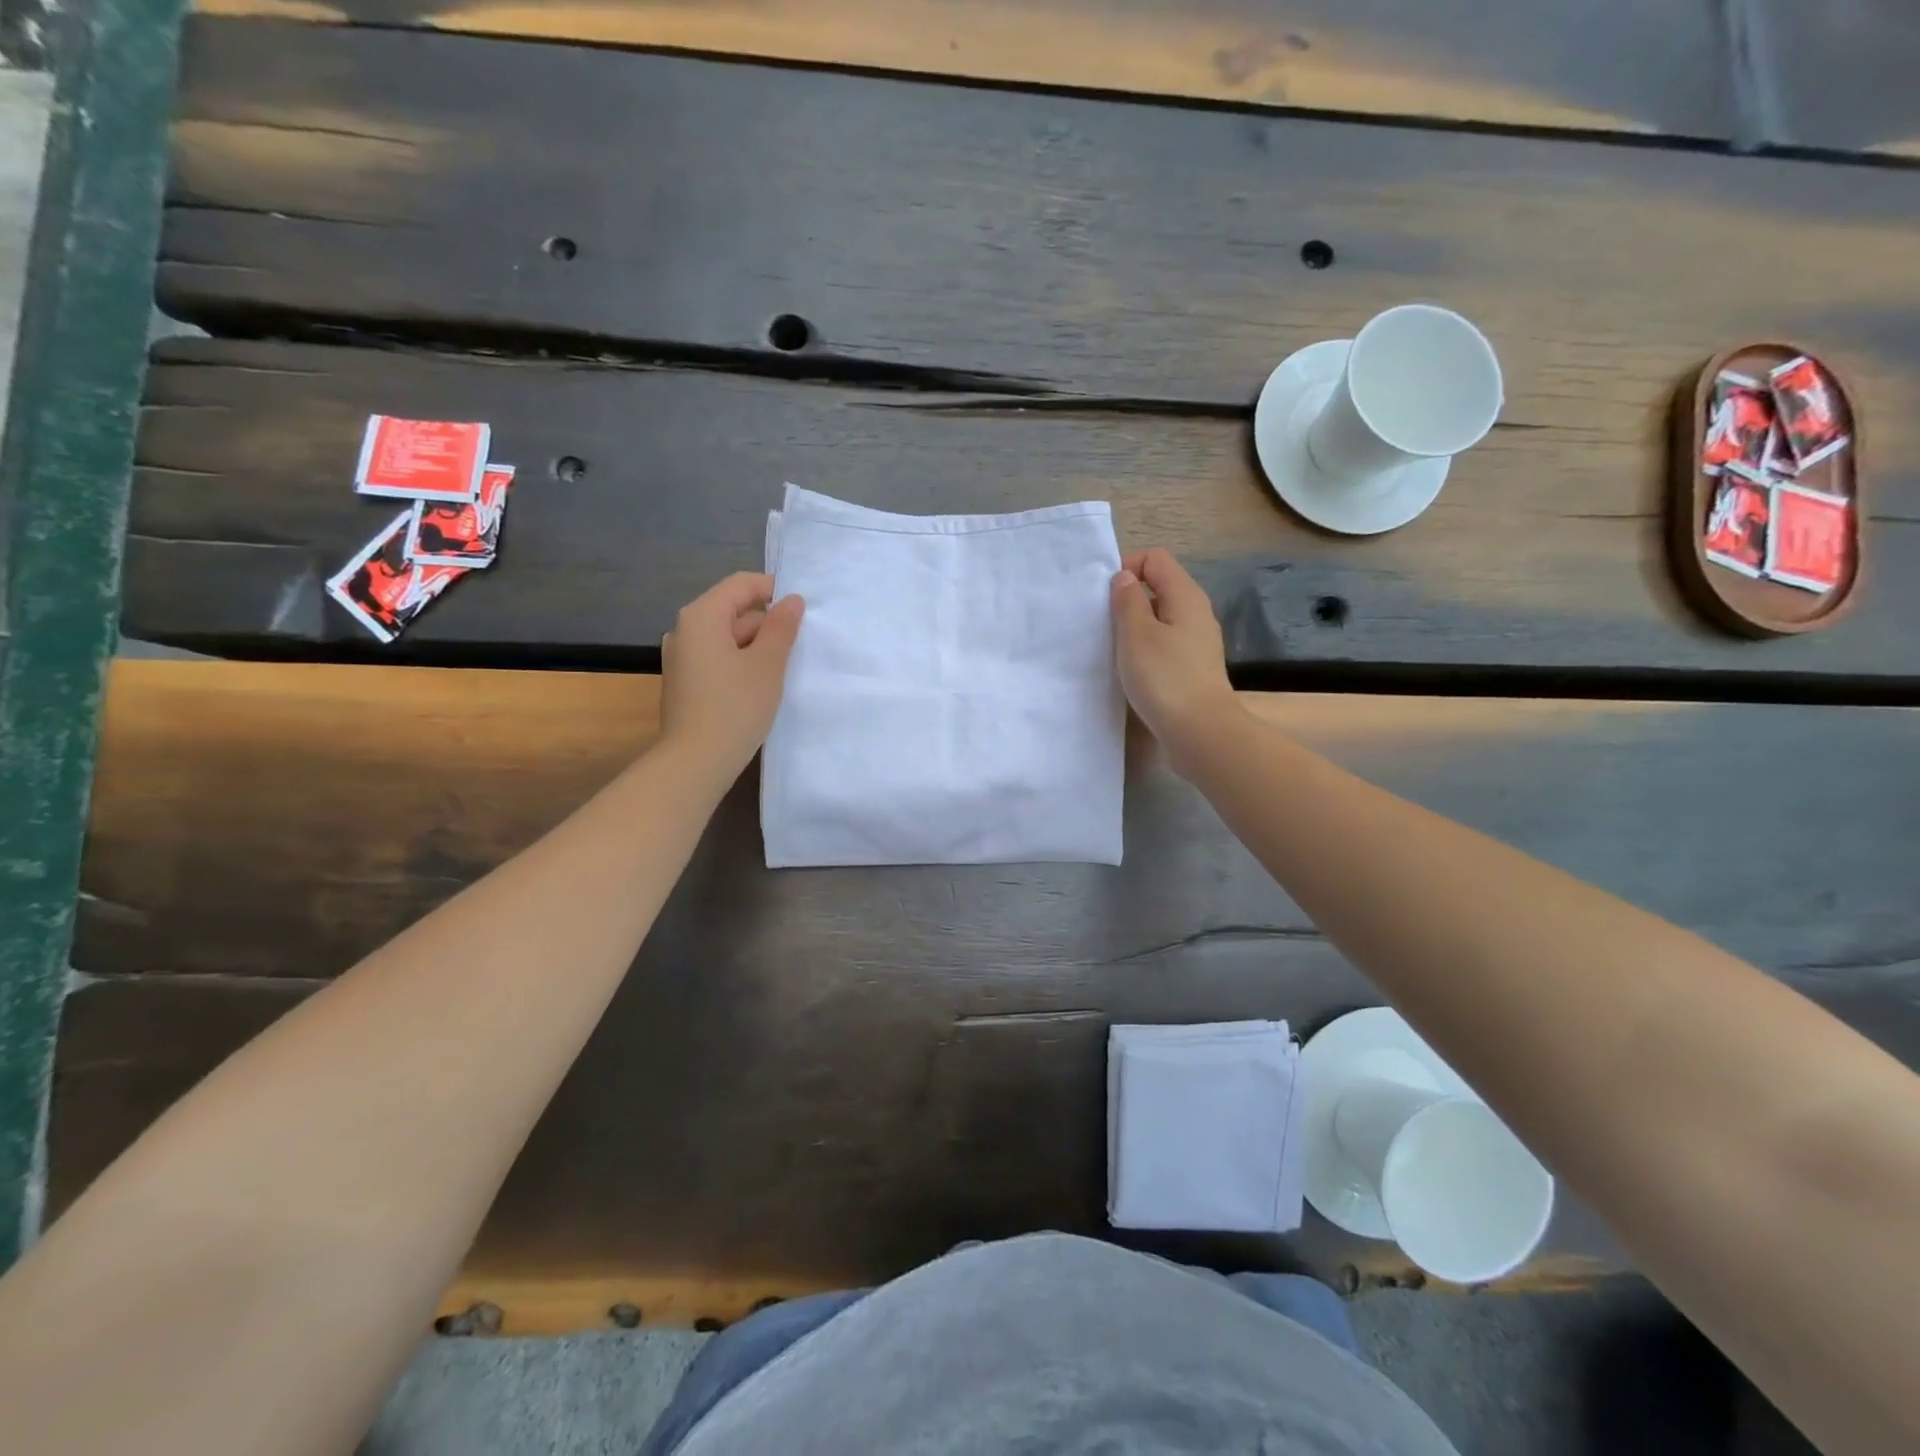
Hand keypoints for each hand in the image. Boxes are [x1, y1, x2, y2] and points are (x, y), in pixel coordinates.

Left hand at [660, 572, 804, 781]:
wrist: (695, 762)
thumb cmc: (735, 707)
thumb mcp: (767, 664)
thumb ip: (781, 628)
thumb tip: (792, 601)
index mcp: (701, 616)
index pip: (741, 585)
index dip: (773, 589)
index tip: (803, 608)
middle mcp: (685, 630)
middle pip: (733, 610)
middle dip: (767, 622)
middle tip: (800, 644)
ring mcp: (681, 658)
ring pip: (726, 637)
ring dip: (756, 646)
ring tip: (785, 667)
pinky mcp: (685, 682)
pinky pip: (717, 658)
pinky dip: (741, 663)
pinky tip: (761, 685)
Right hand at [1111, 548, 1239, 767]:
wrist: (1200, 732)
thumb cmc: (1165, 678)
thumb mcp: (1136, 634)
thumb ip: (1127, 600)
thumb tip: (1125, 578)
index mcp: (1185, 595)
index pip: (1155, 558)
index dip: (1127, 568)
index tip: (1105, 598)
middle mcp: (1196, 612)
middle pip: (1159, 586)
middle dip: (1128, 598)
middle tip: (1105, 624)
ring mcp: (1197, 640)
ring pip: (1161, 617)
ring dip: (1135, 626)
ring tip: (1115, 648)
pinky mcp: (1193, 666)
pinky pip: (1166, 642)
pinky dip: (1147, 648)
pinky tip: (1133, 669)